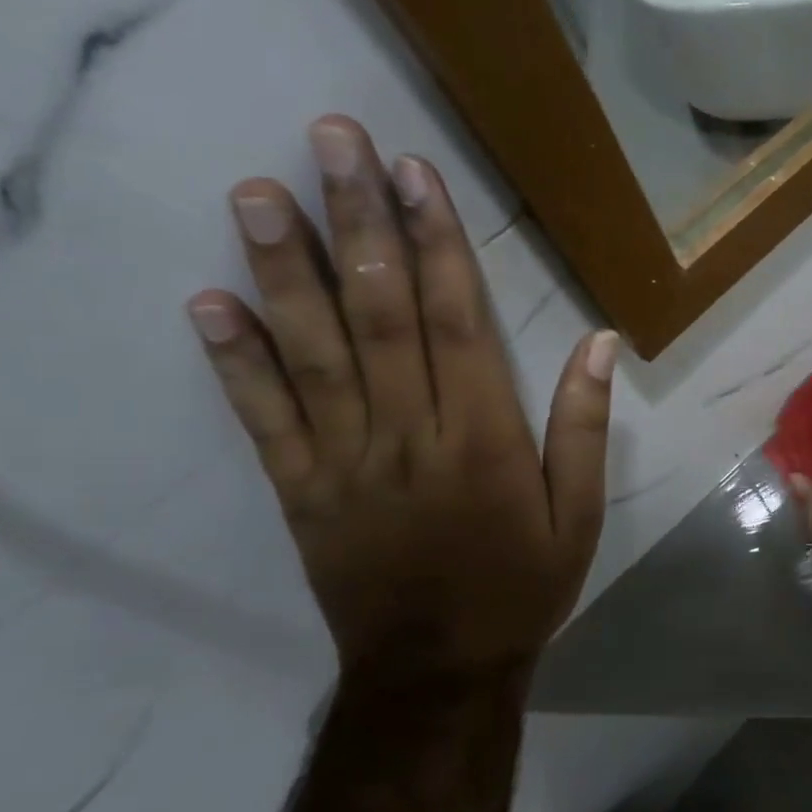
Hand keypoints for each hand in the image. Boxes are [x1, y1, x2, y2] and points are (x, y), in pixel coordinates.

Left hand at [186, 115, 613, 685]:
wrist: (439, 670)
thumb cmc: (522, 585)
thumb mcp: (580, 514)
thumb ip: (585, 427)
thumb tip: (601, 343)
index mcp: (484, 439)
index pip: (458, 323)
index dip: (437, 244)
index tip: (415, 174)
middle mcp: (410, 436)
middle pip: (381, 316)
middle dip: (358, 224)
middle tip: (330, 141)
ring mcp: (346, 462)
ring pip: (313, 354)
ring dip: (286, 270)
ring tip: (260, 193)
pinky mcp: (303, 491)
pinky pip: (264, 420)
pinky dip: (235, 361)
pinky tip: (210, 302)